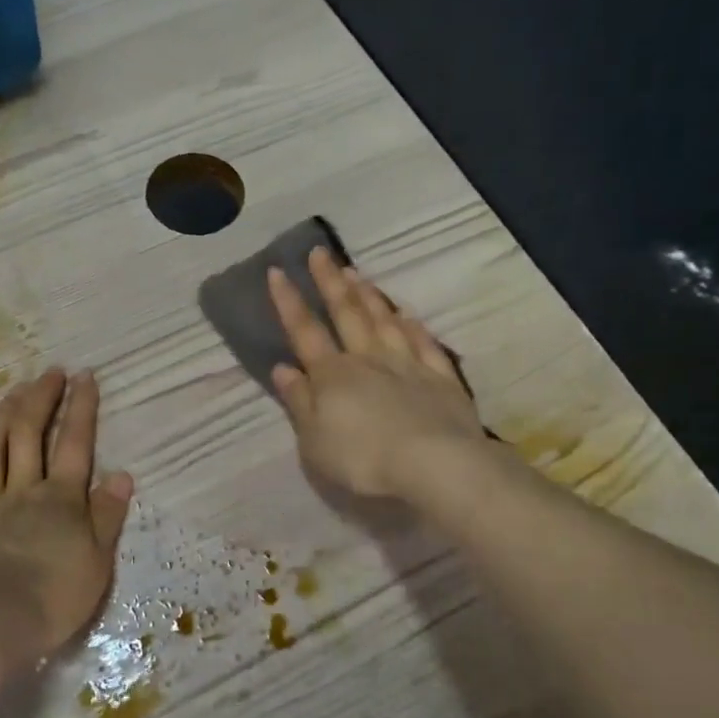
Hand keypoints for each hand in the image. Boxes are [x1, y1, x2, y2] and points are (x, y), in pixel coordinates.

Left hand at [0, 369, 133, 679]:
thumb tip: (121, 474)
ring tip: (14, 390)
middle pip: (30, 434)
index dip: (81, 408)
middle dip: (41, 399)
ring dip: (5, 415)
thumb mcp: (97, 563)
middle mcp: (23, 491)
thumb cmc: (51, 600)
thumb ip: (107, 516)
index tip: (85, 376)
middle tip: (49, 373)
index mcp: (61, 500)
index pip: (75, 444)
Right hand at [267, 248, 491, 501]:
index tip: (277, 270)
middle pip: (346, 314)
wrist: (435, 465)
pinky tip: (407, 314)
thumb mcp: (314, 440)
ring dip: (368, 296)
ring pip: (384, 322)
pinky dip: (413, 327)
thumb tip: (283, 368)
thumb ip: (299, 402)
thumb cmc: (363, 459)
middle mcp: (368, 360)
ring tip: (356, 273)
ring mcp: (408, 365)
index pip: (304, 331)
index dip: (288, 301)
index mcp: (332, 375)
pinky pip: (424, 344)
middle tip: (320, 252)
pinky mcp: (441, 379)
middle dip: (329, 282)